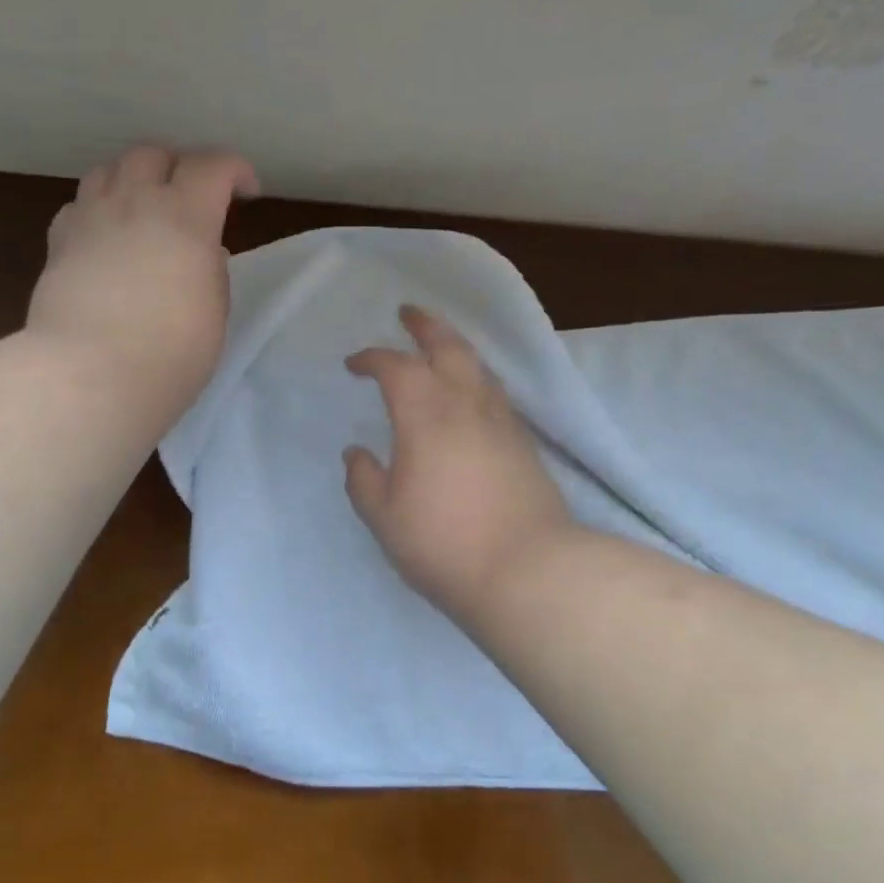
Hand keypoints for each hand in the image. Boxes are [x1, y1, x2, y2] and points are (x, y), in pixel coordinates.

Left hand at [27, 145, 258, 419]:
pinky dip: (98, 210)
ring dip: (133, 179)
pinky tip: (106, 237)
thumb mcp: (214, 307)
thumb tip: (200, 250)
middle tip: (192, 196)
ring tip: (144, 208)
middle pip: (153, 154)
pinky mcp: (58, 243)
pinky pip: (79, 206)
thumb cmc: (171, 351)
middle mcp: (134, 203)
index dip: (235, 170)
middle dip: (179, 166)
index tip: (247, 192)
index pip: (213, 166)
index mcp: (185, 216)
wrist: (91, 374)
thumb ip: (209, 267)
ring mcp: (90, 219)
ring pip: (108, 170)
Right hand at [344, 305, 574, 619]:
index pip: (396, 367)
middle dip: (425, 325)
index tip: (354, 364)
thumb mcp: (385, 518)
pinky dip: (476, 377)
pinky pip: (495, 391)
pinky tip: (472, 393)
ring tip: (441, 345)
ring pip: (478, 365)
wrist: (529, 570)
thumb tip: (356, 453)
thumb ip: (364, 480)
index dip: (372, 358)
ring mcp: (501, 421)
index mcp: (425, 414)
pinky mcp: (524, 442)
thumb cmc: (445, 543)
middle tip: (408, 313)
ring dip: (455, 346)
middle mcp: (466, 404)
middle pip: (448, 345)